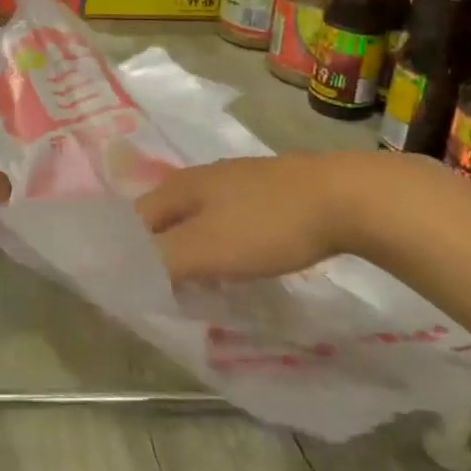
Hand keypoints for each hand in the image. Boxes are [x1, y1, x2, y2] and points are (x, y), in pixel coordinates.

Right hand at [137, 153, 414, 281]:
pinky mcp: (269, 190)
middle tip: (169, 293)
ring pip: (199, 218)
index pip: (136, 219)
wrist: (344, 198)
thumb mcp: (205, 250)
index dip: (130, 252)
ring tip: (203, 285)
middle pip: (166, 217)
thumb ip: (161, 262)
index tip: (137, 288)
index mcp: (180, 186)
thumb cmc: (266, 225)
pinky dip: (223, 244)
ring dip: (193, 250)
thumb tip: (126, 272)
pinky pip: (229, 219)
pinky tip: (242, 263)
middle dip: (161, 253)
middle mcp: (201, 177)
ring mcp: (237, 180)